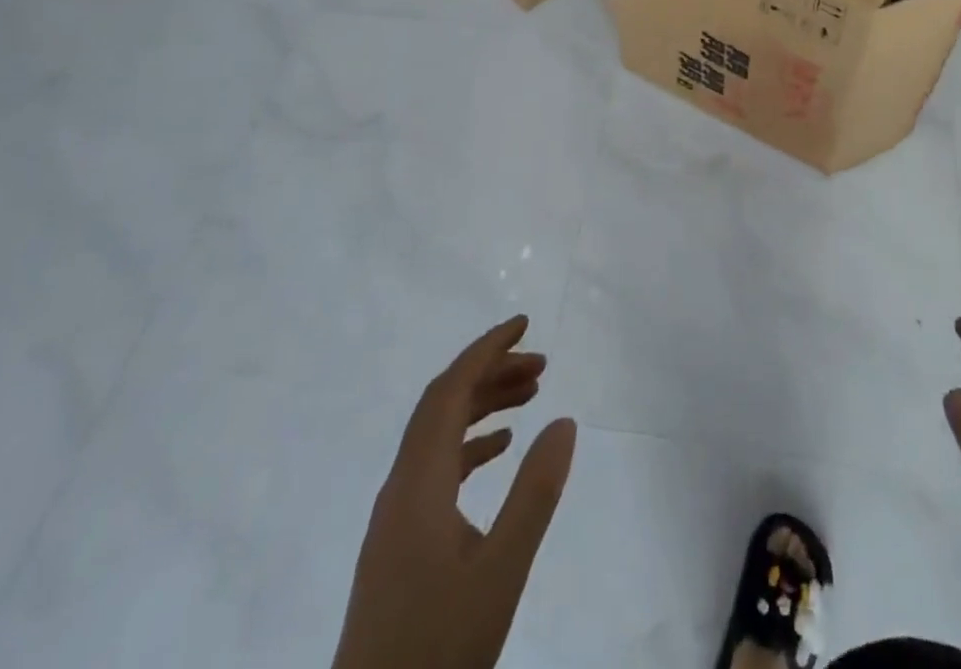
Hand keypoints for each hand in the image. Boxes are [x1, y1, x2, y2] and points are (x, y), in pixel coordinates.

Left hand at [333, 317, 575, 668]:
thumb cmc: (437, 649)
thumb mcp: (501, 571)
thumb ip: (534, 493)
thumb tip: (564, 420)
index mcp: (417, 482)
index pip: (450, 390)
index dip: (486, 349)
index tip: (524, 324)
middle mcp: (400, 488)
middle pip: (443, 406)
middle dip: (491, 373)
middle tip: (542, 364)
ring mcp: (396, 518)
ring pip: (440, 436)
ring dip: (483, 406)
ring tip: (532, 396)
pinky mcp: (399, 545)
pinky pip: (436, 468)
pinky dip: (471, 445)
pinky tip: (501, 451)